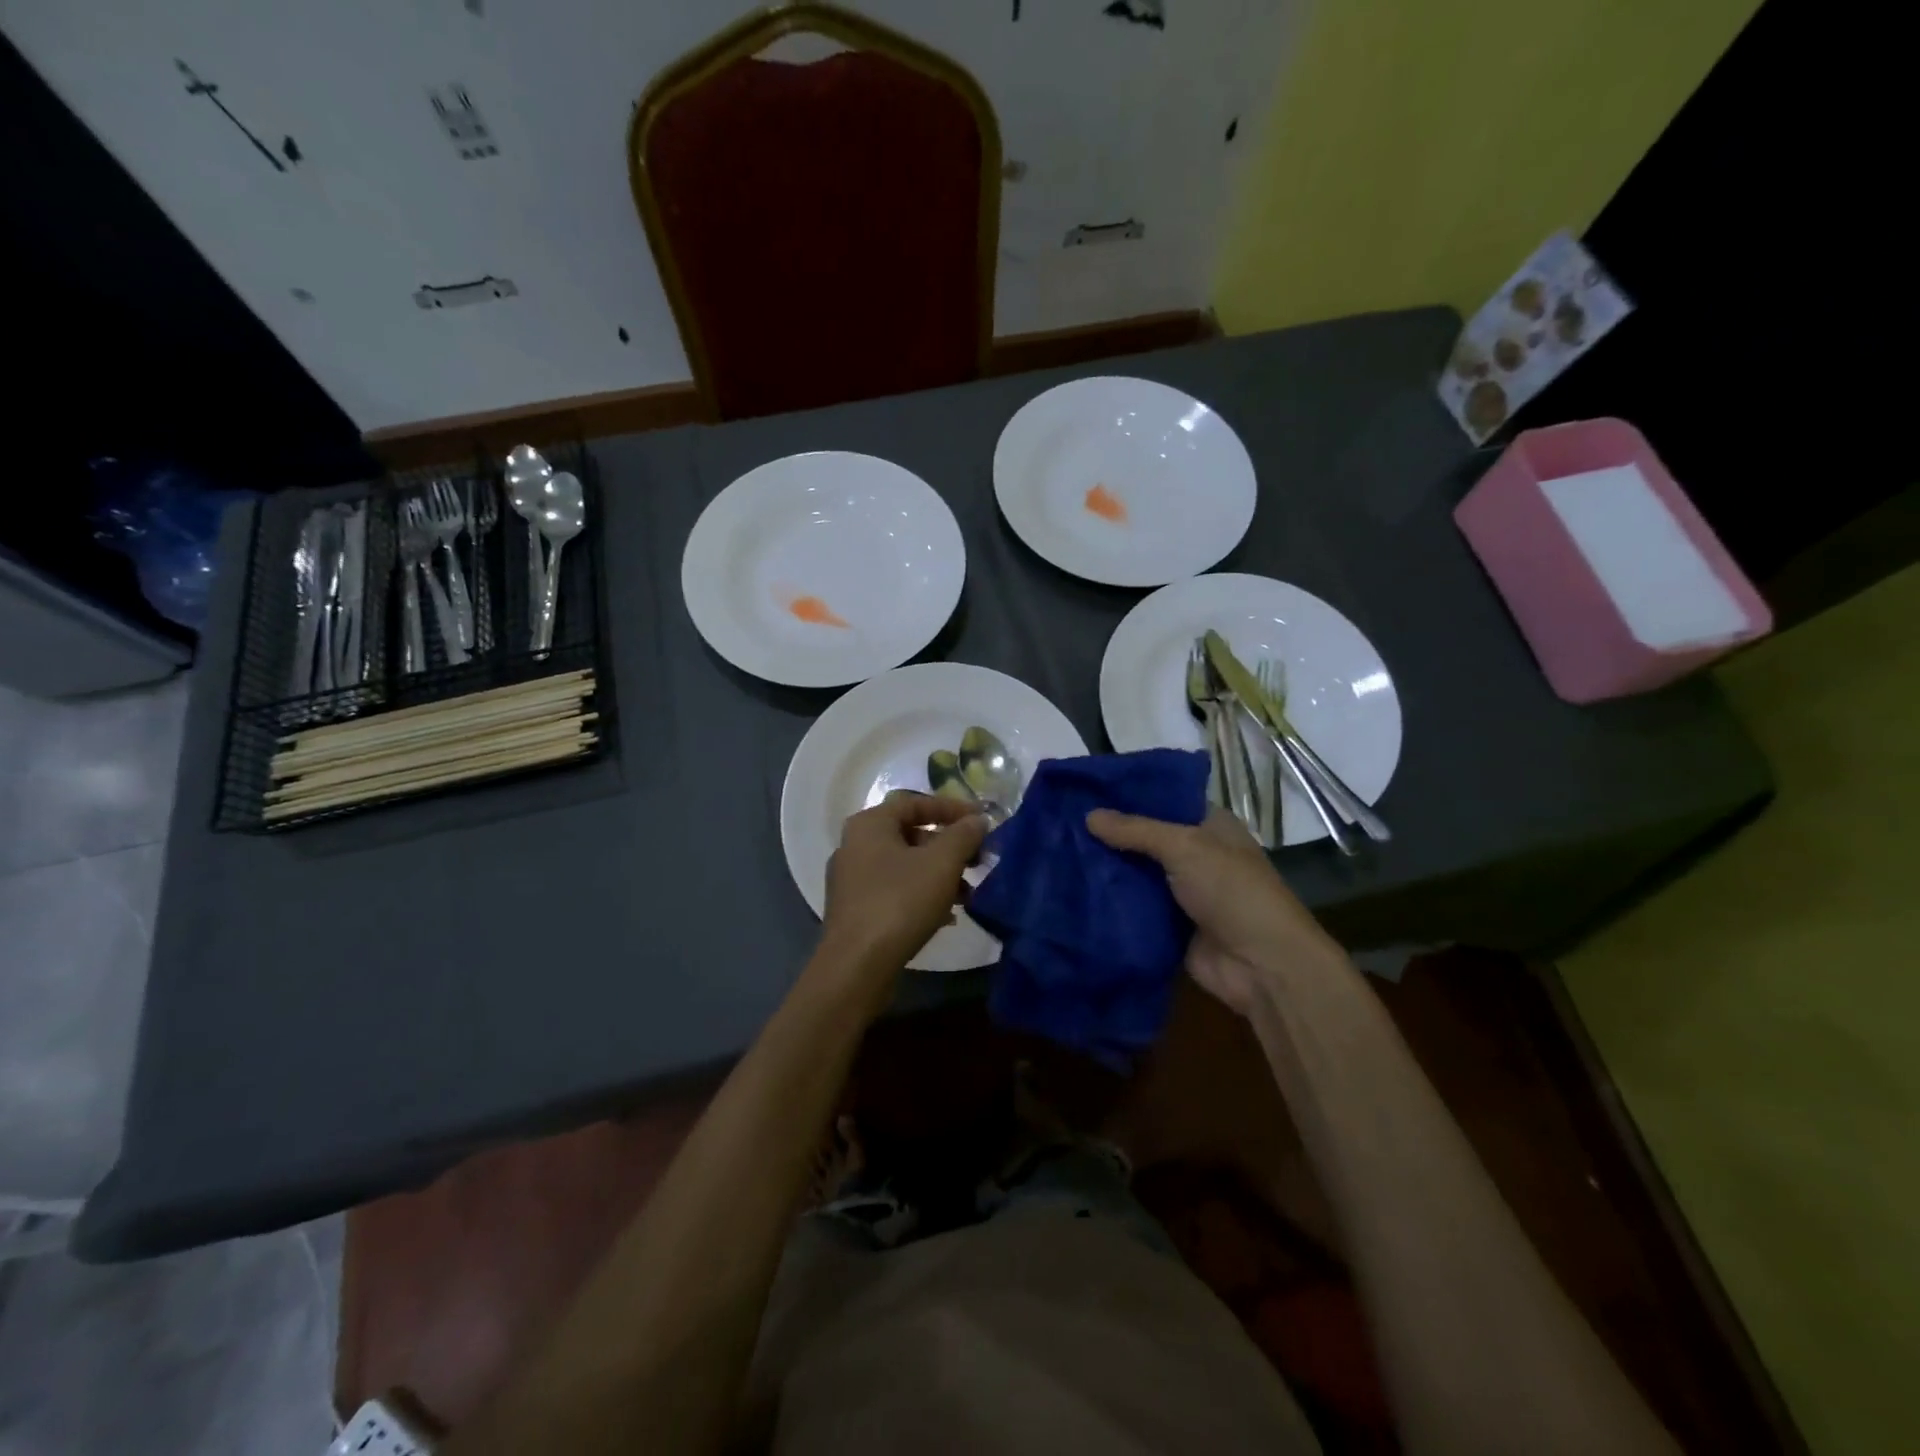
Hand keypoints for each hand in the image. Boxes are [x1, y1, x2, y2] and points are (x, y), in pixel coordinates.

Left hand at [822, 792, 989, 977]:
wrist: (857, 966)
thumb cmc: (900, 902)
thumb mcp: (941, 863)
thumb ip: (963, 835)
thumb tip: (978, 820)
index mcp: (869, 824)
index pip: (915, 803)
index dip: (952, 809)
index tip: (981, 820)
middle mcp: (854, 845)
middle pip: (910, 835)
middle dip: (948, 847)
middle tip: (977, 860)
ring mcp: (851, 880)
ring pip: (904, 866)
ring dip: (938, 874)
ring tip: (967, 894)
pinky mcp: (855, 910)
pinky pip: (894, 891)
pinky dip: (921, 894)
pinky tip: (946, 916)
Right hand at [1086, 807, 1344, 1017]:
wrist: (1261, 965)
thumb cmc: (1231, 891)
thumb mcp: (1184, 847)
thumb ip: (1135, 830)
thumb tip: (1088, 814)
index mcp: (1210, 826)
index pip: (1164, 800)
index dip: (1128, 795)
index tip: (1085, 790)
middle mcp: (1196, 855)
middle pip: (1145, 839)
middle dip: (1109, 834)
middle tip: (1061, 822)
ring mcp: (1182, 893)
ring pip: (1136, 874)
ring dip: (1107, 869)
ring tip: (1058, 853)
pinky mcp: (1169, 926)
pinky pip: (1134, 908)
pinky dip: (1111, 902)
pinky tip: (1072, 890)